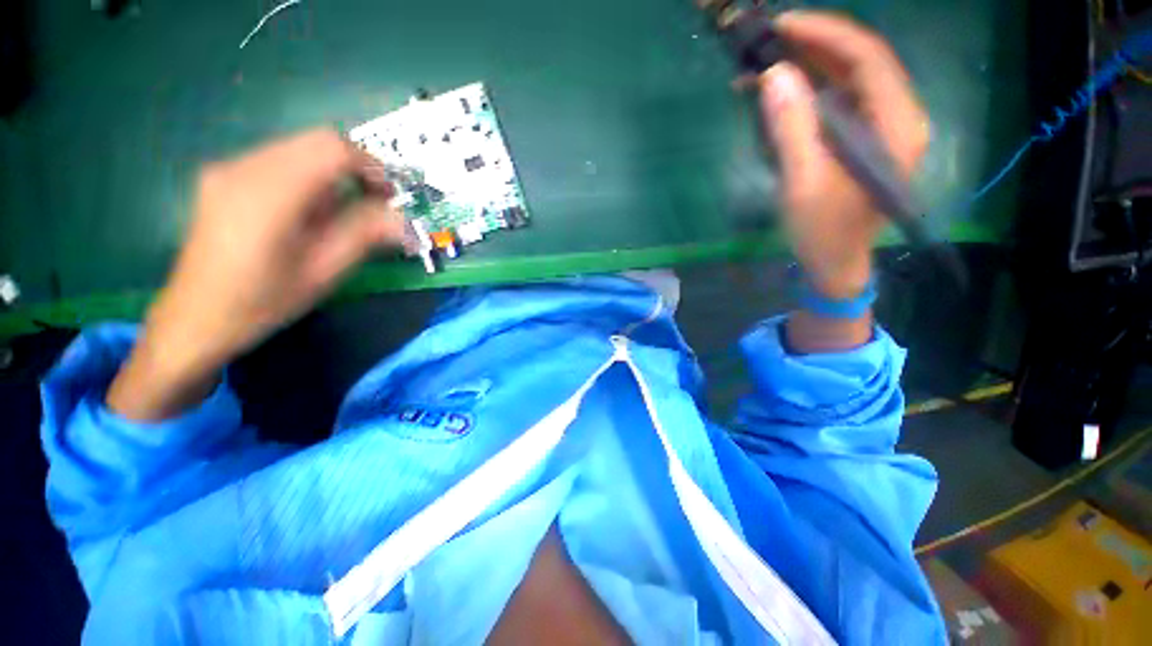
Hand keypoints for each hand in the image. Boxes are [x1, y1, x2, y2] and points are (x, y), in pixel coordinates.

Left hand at [108, 129, 404, 419]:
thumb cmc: (264, 301)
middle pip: (315, 142)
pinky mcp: (222, 177)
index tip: (390, 197)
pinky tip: (308, 213)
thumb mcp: (324, 271)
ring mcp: (228, 169)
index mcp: (268, 194)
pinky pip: (280, 160)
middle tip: (374, 204)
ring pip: (299, 149)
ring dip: (333, 175)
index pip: (331, 149)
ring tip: (341, 215)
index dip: (371, 166)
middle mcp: (243, 167)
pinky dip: (309, 178)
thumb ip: (364, 235)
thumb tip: (402, 218)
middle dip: (355, 168)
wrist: (196, 318)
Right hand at [760, 12, 928, 299]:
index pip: (867, 58)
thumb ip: (792, 128)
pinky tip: (776, 97)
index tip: (782, 26)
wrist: (835, 265)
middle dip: (813, 46)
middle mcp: (896, 117)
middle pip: (859, 63)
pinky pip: (836, 104)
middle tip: (768, 41)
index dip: (825, 34)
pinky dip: (806, 95)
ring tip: (763, 67)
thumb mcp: (802, 183)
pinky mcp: (862, 140)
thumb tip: (775, 75)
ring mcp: (880, 128)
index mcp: (895, 125)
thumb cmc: (823, 231)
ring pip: (846, 81)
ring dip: (806, 70)